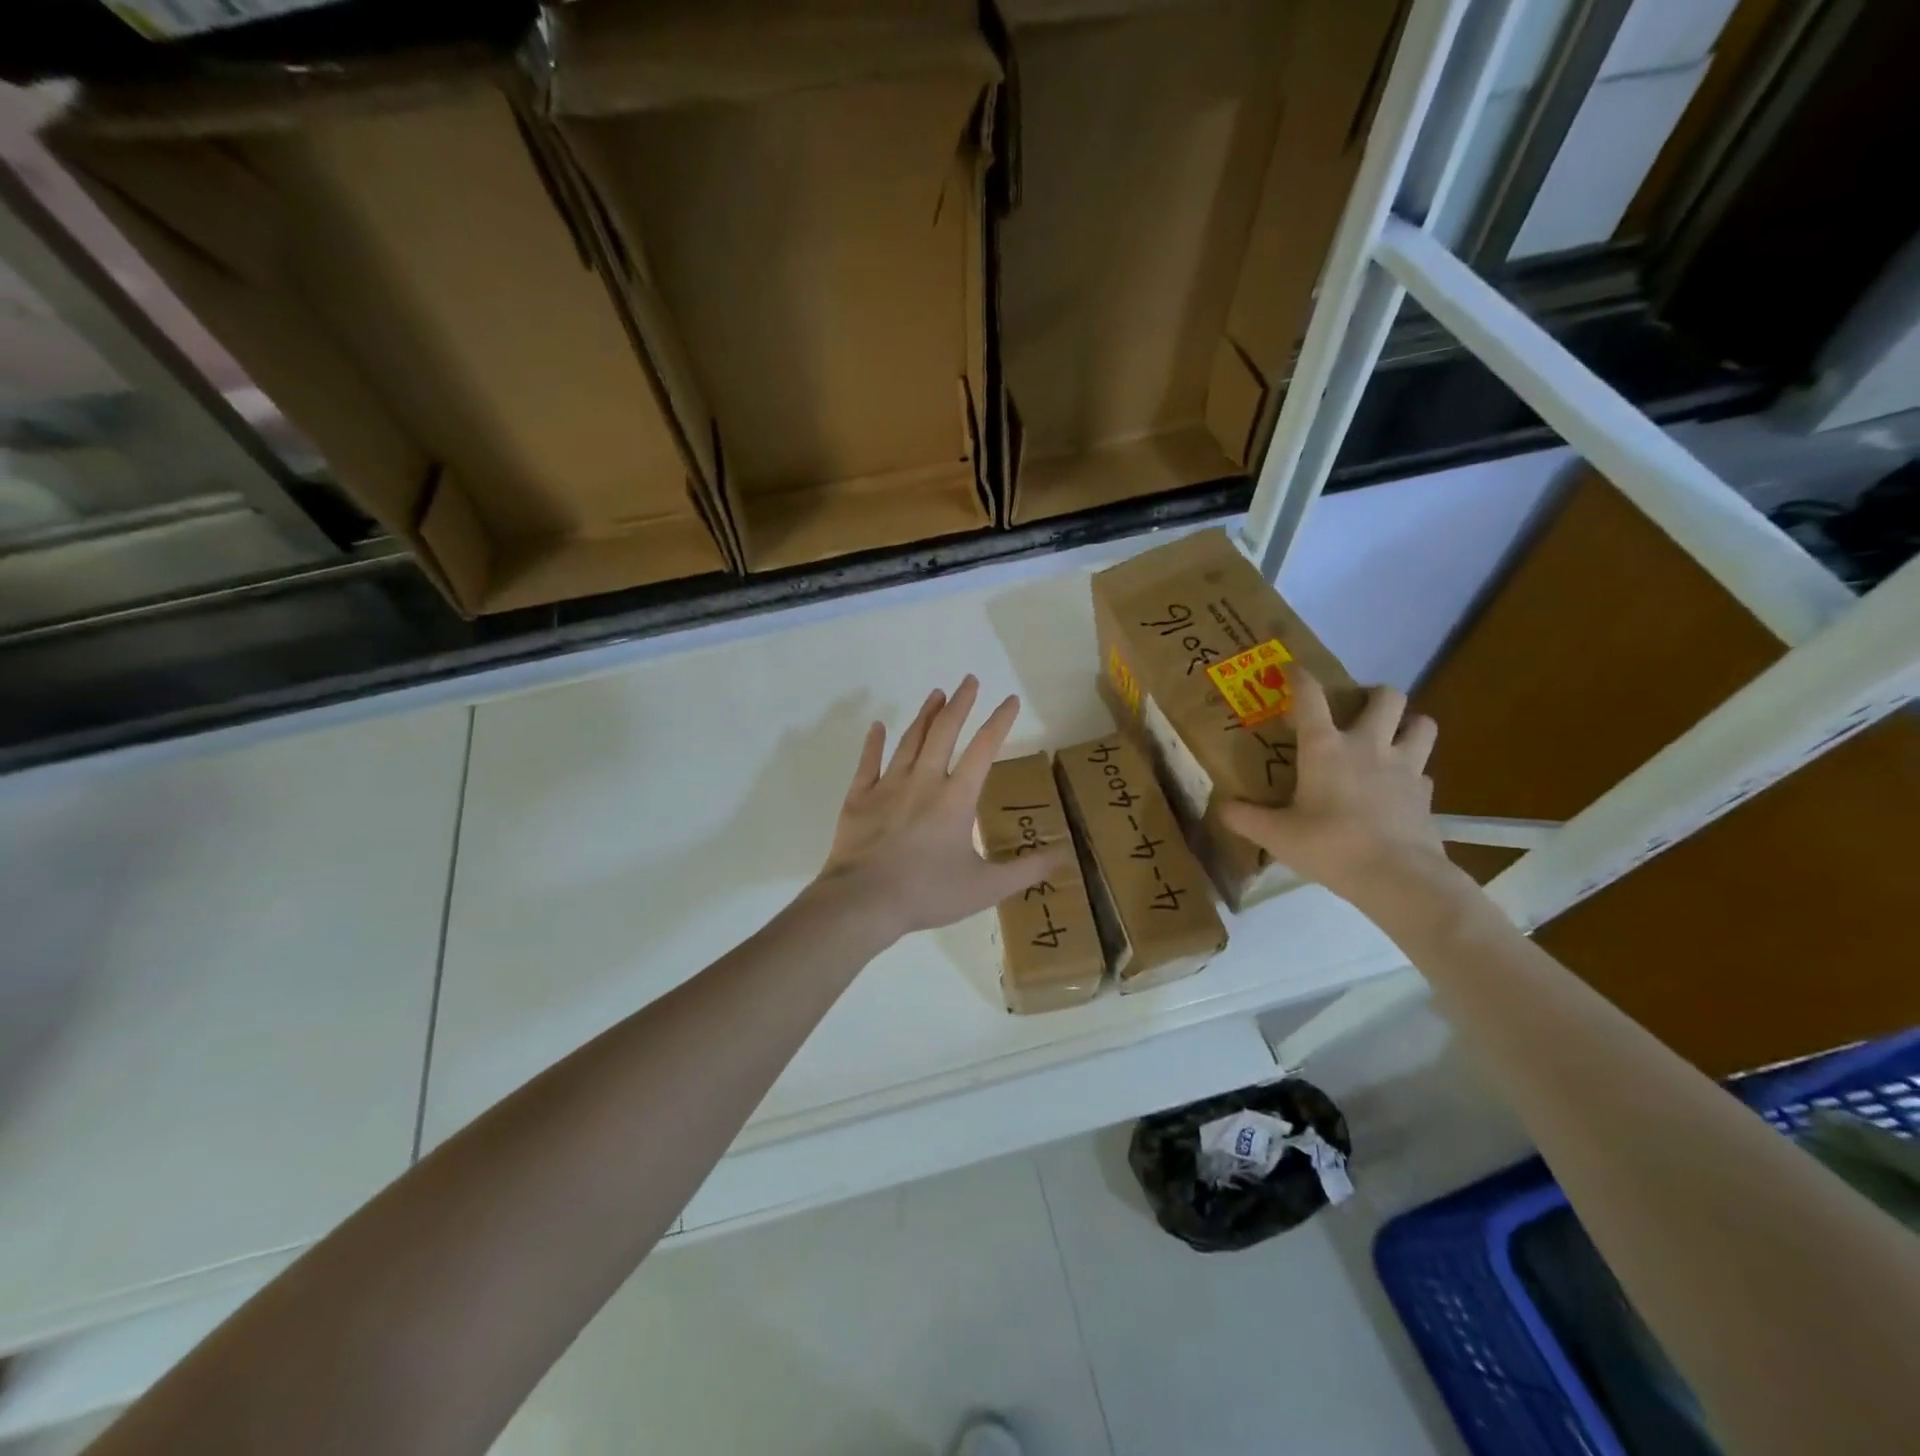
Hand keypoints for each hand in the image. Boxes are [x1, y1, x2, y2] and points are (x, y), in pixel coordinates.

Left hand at [816, 677, 1069, 941]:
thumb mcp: (987, 888)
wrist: (864, 902)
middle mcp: (923, 781)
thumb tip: (1064, 857)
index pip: (984, 749)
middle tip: (968, 680)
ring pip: (909, 741)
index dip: (999, 722)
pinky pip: (868, 763)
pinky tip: (878, 727)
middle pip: (944, 732)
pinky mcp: (859, 798)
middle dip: (960, 703)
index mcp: (956, 798)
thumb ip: (1026, 870)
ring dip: (924, 715)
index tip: (1010, 700)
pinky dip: (874, 743)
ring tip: (935, 693)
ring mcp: (888, 787)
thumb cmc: (928, 893)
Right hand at [1219, 671, 1452, 907]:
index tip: (1291, 669)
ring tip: (1391, 738)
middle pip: (1387, 697)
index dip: (1300, 677)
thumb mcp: (1276, 835)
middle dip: (1375, 694)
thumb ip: (1244, 818)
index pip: (1310, 697)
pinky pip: (1423, 771)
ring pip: (1422, 724)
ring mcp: (1404, 767)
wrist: (1397, 877)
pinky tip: (1397, 788)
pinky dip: (1412, 772)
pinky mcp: (1425, 794)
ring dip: (1408, 724)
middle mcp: (1368, 746)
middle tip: (1358, 710)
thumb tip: (1221, 807)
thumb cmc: (1330, 846)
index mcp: (1325, 749)